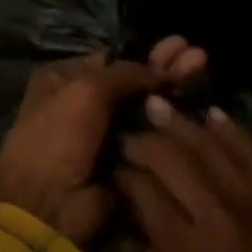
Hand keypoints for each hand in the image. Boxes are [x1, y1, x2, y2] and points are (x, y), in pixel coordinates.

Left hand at [0, 39, 204, 245]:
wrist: (47, 205)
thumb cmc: (57, 137)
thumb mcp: (85, 90)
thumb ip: (125, 73)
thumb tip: (160, 69)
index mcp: (64, 79)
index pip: (112, 59)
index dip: (146, 53)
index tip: (180, 46)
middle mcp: (82, 102)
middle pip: (133, 81)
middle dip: (166, 68)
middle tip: (200, 57)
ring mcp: (103, 134)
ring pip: (145, 109)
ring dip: (173, 92)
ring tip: (204, 69)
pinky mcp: (122, 162)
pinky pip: (150, 139)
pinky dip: (171, 127)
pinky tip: (198, 110)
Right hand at [113, 103, 251, 251]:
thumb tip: (125, 242)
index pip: (145, 191)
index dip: (121, 172)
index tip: (104, 165)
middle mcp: (223, 223)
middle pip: (176, 160)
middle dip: (144, 140)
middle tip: (120, 132)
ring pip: (214, 151)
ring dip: (183, 126)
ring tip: (155, 106)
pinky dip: (234, 135)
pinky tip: (214, 116)